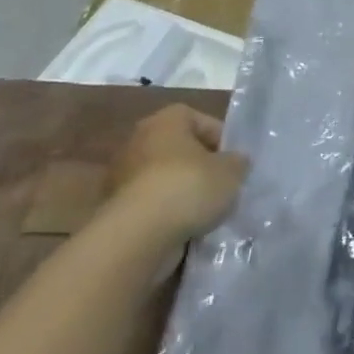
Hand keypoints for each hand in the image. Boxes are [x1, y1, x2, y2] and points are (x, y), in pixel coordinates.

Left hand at [107, 105, 248, 243]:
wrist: (138, 234)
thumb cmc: (189, 187)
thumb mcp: (231, 172)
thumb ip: (237, 162)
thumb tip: (236, 161)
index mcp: (165, 121)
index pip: (199, 120)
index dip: (221, 138)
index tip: (235, 160)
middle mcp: (138, 140)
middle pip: (179, 148)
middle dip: (200, 165)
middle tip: (222, 183)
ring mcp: (122, 174)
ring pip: (164, 176)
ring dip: (183, 189)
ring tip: (206, 209)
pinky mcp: (115, 206)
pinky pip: (151, 201)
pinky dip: (167, 210)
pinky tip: (185, 225)